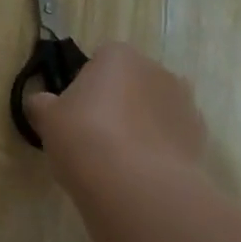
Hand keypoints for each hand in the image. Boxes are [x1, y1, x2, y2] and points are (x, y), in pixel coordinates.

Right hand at [24, 42, 209, 192]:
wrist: (136, 184)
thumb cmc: (83, 137)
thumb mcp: (46, 119)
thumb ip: (42, 104)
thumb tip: (42, 101)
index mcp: (119, 57)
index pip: (100, 58)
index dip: (85, 82)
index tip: (73, 108)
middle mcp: (157, 70)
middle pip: (130, 81)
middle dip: (115, 100)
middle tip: (90, 132)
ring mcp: (184, 102)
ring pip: (153, 107)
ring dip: (138, 122)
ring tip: (115, 156)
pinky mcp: (198, 135)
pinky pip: (169, 133)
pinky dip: (156, 145)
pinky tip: (137, 169)